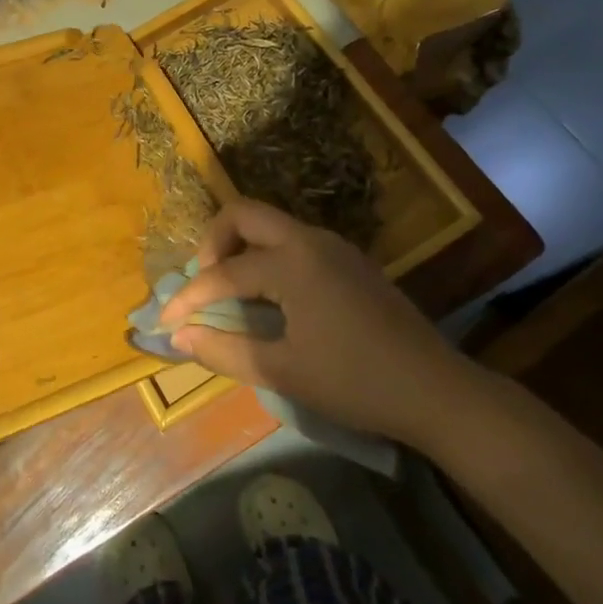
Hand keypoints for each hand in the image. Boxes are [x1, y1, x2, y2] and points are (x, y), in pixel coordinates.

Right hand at [159, 200, 478, 445]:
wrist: (436, 389)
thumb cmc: (355, 382)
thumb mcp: (283, 372)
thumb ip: (224, 351)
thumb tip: (177, 337)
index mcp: (291, 263)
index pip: (223, 273)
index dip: (189, 298)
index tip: (166, 322)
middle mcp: (309, 240)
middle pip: (243, 214)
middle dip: (212, 242)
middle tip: (202, 282)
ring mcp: (334, 246)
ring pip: (271, 224)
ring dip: (241, 246)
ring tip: (230, 290)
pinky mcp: (350, 260)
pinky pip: (294, 240)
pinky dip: (268, 255)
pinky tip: (271, 295)